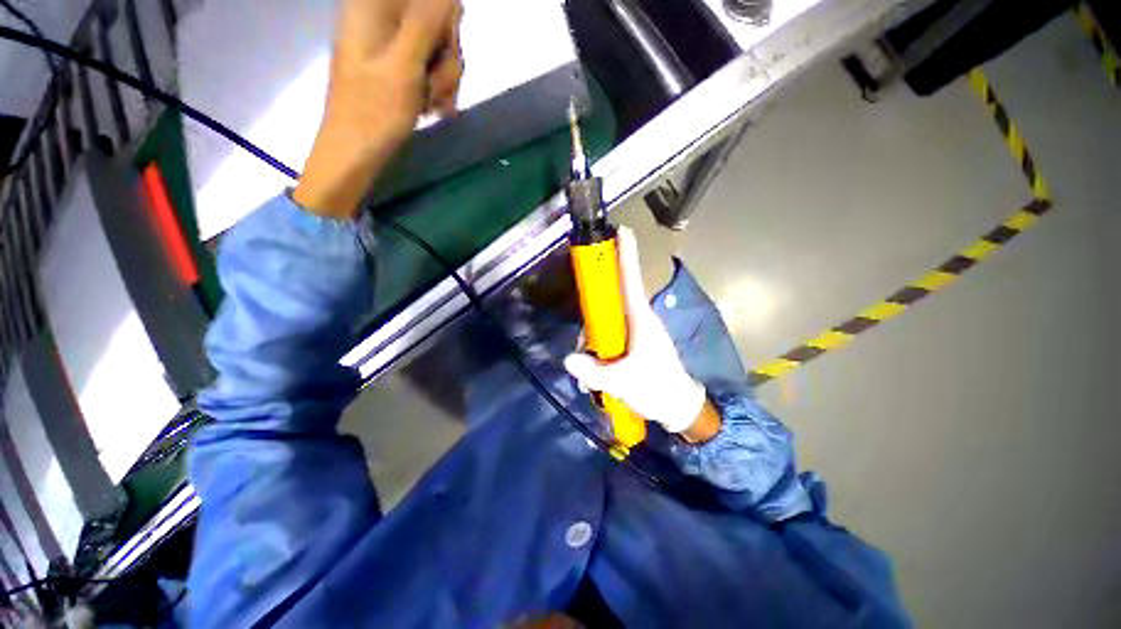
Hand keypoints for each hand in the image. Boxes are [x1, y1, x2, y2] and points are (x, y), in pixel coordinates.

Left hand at [293, 0, 463, 219]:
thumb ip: (427, 22)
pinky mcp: (397, 68)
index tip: (441, 52)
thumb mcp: (405, 64)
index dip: (444, 25)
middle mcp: (384, 19)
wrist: (356, 152)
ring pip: (439, 51)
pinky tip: (430, 108)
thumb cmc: (375, 110)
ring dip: (443, 81)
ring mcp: (391, 46)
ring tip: (429, 105)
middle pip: (438, 23)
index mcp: (376, 6)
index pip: (432, 0)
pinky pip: (431, 69)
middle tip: (433, 87)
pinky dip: (436, 90)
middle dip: (445, 59)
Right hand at [564, 227, 718, 439]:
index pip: (630, 279)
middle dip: (593, 319)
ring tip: (593, 373)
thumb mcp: (624, 382)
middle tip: (586, 346)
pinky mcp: (632, 344)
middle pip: (609, 302)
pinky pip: (610, 337)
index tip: (621, 230)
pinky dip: (599, 352)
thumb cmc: (658, 388)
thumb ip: (594, 372)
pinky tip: (597, 375)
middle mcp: (637, 319)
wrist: (679, 407)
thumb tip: (568, 358)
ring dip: (594, 343)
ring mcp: (635, 332)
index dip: (626, 254)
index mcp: (640, 318)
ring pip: (606, 323)